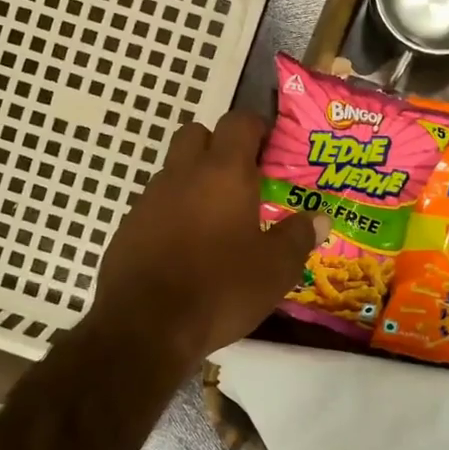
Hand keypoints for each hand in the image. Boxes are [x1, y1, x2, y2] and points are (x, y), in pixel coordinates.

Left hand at [87, 111, 327, 366]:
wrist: (144, 326)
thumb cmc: (220, 288)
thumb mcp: (275, 269)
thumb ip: (298, 237)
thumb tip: (320, 218)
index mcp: (223, 173)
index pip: (238, 123)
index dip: (256, 127)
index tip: (271, 146)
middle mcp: (182, 174)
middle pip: (196, 134)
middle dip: (218, 145)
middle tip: (241, 177)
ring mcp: (149, 199)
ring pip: (174, 170)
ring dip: (194, 180)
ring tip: (217, 218)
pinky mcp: (128, 227)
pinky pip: (155, 204)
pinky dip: (173, 212)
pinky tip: (186, 247)